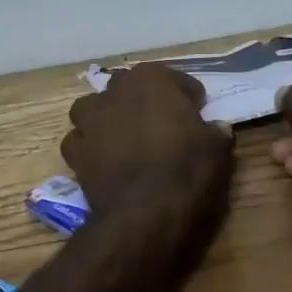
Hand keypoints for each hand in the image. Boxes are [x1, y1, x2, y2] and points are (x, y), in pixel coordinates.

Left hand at [62, 65, 232, 217]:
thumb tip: (216, 128)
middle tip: (162, 127)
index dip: (188, 99)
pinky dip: (90, 148)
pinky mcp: (74, 150)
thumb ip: (215, 131)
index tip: (197, 116)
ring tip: (124, 139)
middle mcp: (115, 90)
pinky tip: (105, 161)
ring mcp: (89, 120)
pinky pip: (81, 141)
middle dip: (143, 103)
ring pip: (94, 109)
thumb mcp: (217, 149)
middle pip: (130, 89)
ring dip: (106, 118)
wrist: (144, 214)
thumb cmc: (186, 170)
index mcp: (151, 78)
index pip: (176, 80)